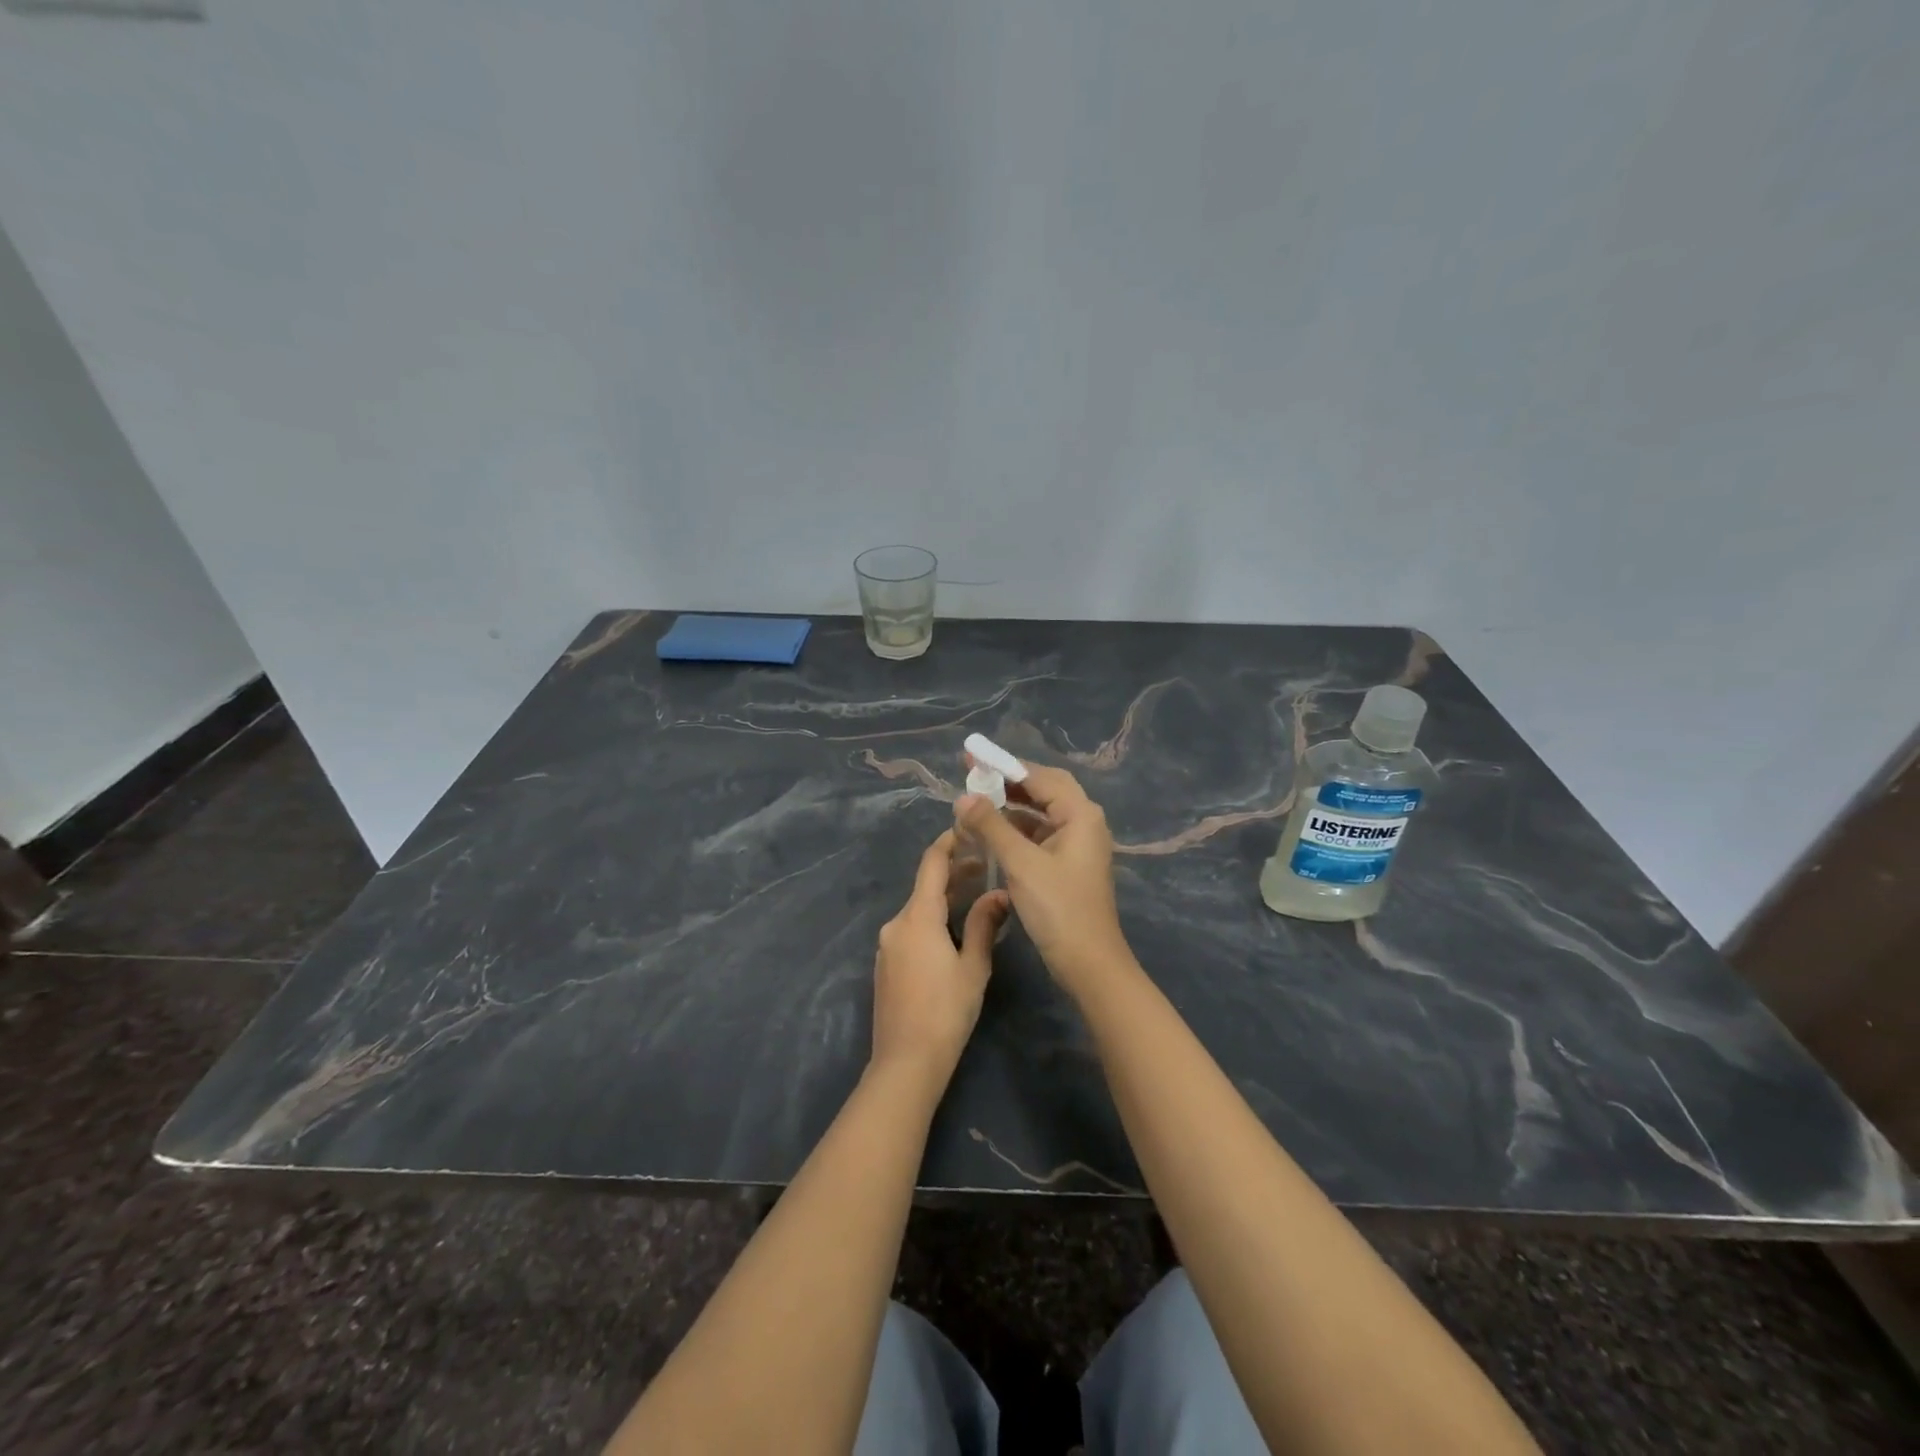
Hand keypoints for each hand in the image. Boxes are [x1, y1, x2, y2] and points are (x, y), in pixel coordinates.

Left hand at [871, 830, 1008, 1083]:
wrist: (906, 1061)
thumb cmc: (946, 1011)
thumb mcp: (973, 967)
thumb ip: (984, 924)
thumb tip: (1000, 894)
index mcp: (917, 917)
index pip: (931, 864)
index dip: (948, 843)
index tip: (968, 830)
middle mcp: (896, 923)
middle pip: (924, 886)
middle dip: (953, 873)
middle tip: (984, 866)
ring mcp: (887, 945)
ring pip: (917, 909)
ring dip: (943, 898)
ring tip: (975, 896)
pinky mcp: (885, 964)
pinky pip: (910, 930)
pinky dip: (931, 920)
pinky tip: (952, 931)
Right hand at [954, 761, 1130, 993]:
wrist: (1088, 962)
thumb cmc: (1058, 908)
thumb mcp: (1020, 863)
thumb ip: (991, 826)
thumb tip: (963, 798)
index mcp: (1080, 814)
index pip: (1040, 776)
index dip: (1004, 766)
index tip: (972, 759)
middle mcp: (1084, 822)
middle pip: (1043, 790)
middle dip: (1008, 783)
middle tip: (973, 777)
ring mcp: (1078, 844)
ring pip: (1041, 814)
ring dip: (1011, 808)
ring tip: (976, 805)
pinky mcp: (1069, 865)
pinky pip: (1041, 835)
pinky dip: (1017, 830)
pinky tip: (992, 835)